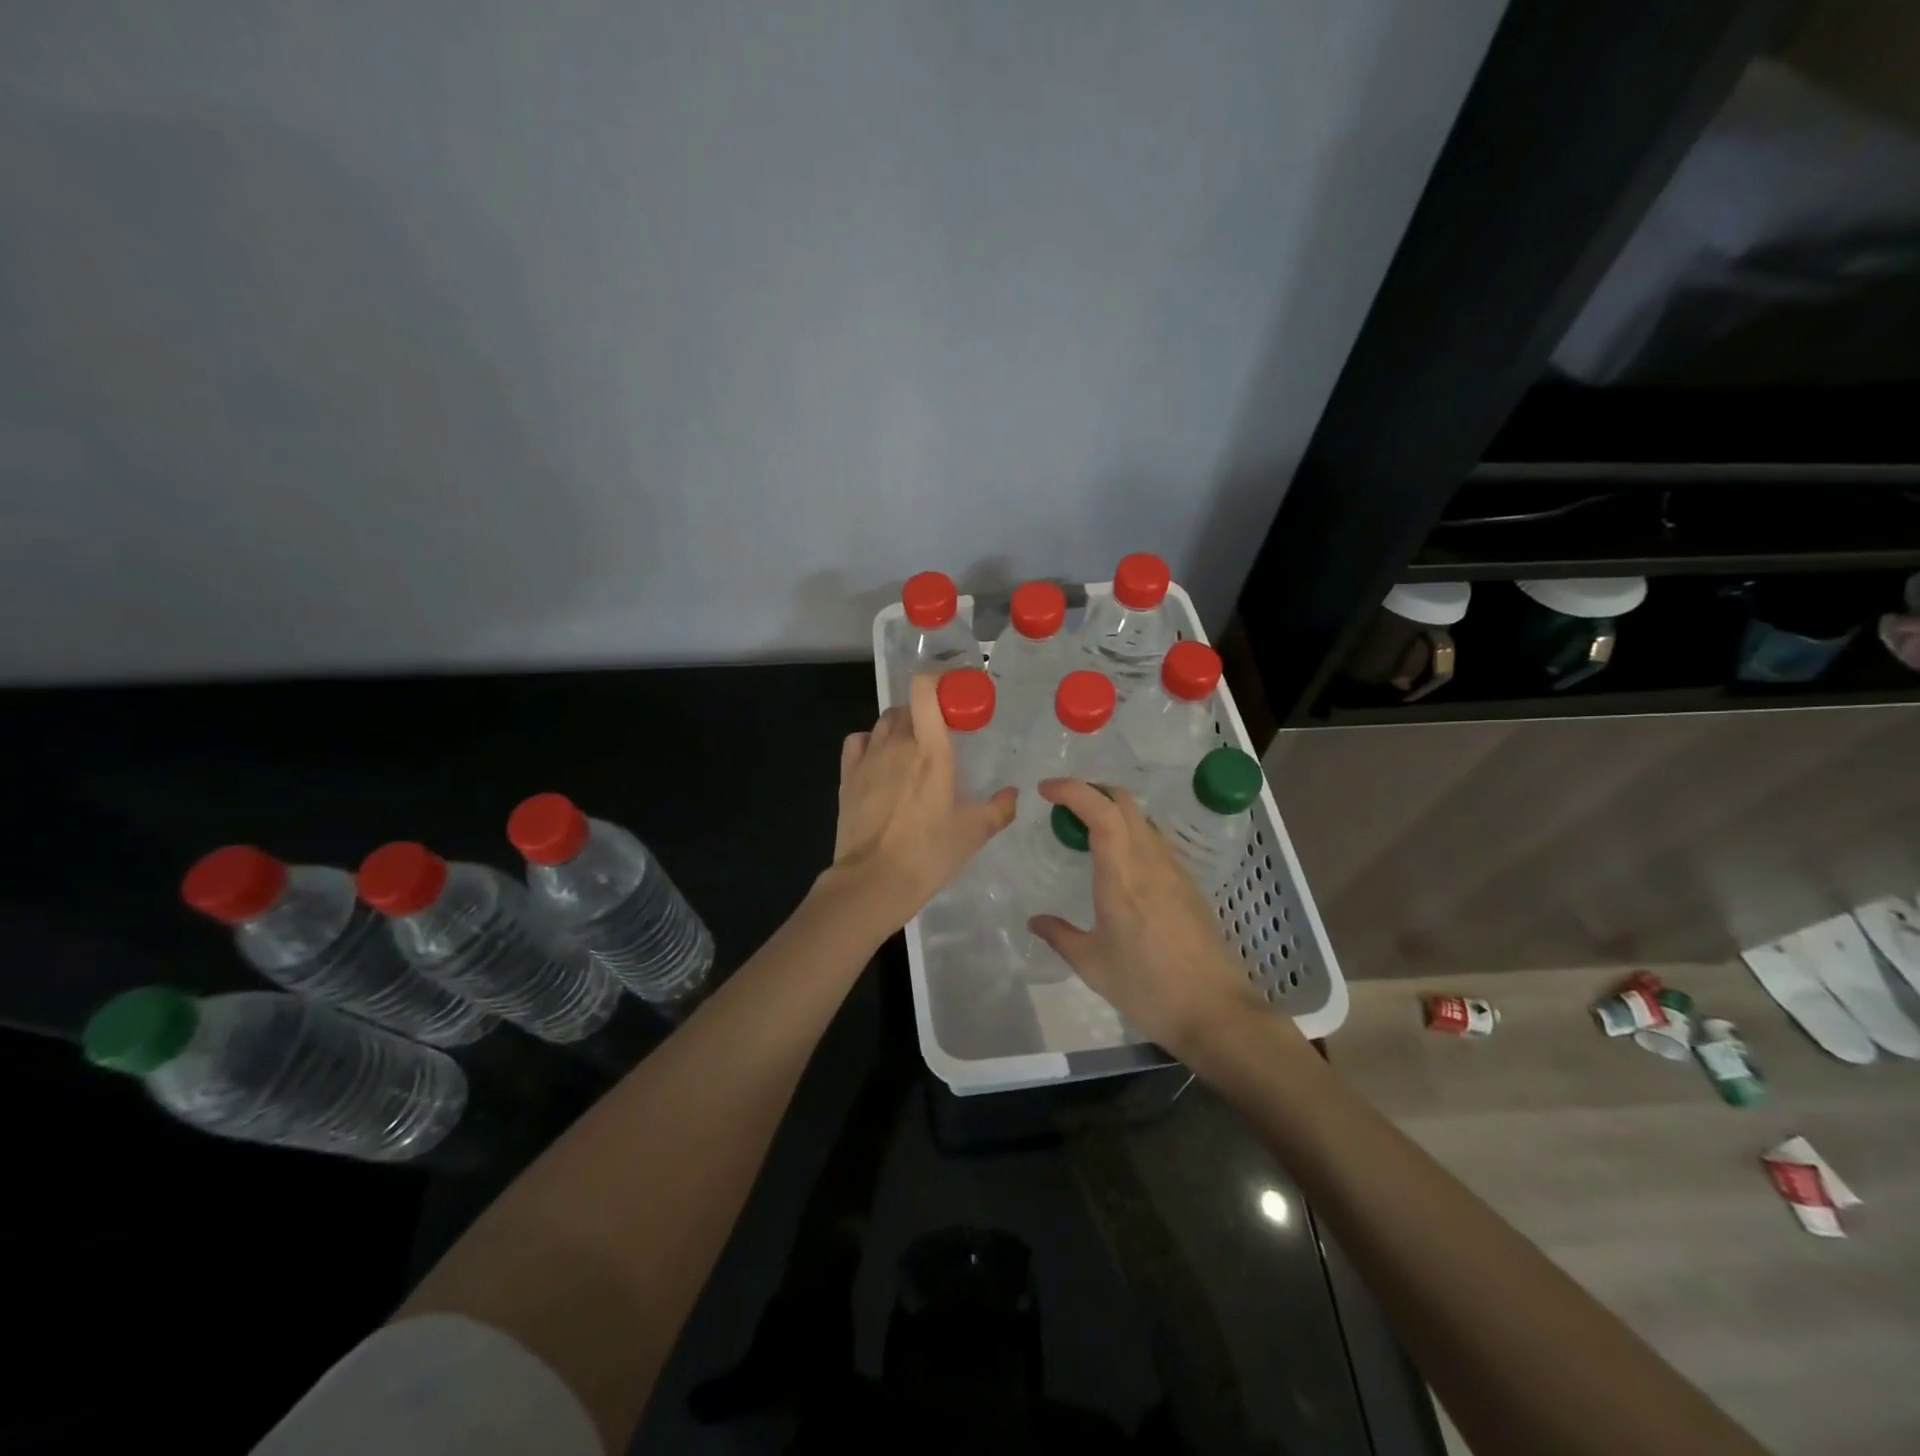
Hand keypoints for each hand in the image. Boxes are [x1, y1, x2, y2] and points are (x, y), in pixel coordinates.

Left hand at [827, 673, 1016, 930]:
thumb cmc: (929, 854)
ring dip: (900, 725)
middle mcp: (898, 744)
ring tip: (912, 748)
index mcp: (931, 751)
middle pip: (908, 707)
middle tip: (941, 733)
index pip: (925, 691)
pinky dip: (870, 741)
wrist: (873, 882)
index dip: (937, 679)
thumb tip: (1013, 794)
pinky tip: (880, 759)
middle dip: (925, 711)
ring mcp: (869, 758)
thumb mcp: (973, 833)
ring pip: (884, 721)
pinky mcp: (848, 775)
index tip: (953, 690)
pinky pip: (858, 741)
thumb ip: (999, 809)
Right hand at [1028, 778, 1276, 1058]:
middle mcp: (1150, 861)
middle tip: (1063, 808)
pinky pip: (1154, 842)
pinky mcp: (1189, 885)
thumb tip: (1035, 921)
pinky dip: (1130, 834)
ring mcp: (1174, 871)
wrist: (1214, 1011)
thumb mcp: (1092, 964)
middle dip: (1091, 792)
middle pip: (1124, 803)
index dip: (1072, 790)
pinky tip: (1119, 864)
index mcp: (1122, 875)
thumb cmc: (1146, 987)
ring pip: (1142, 819)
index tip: (1045, 791)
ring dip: (1113, 812)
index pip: (1100, 811)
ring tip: (1086, 834)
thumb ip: (1060, 935)